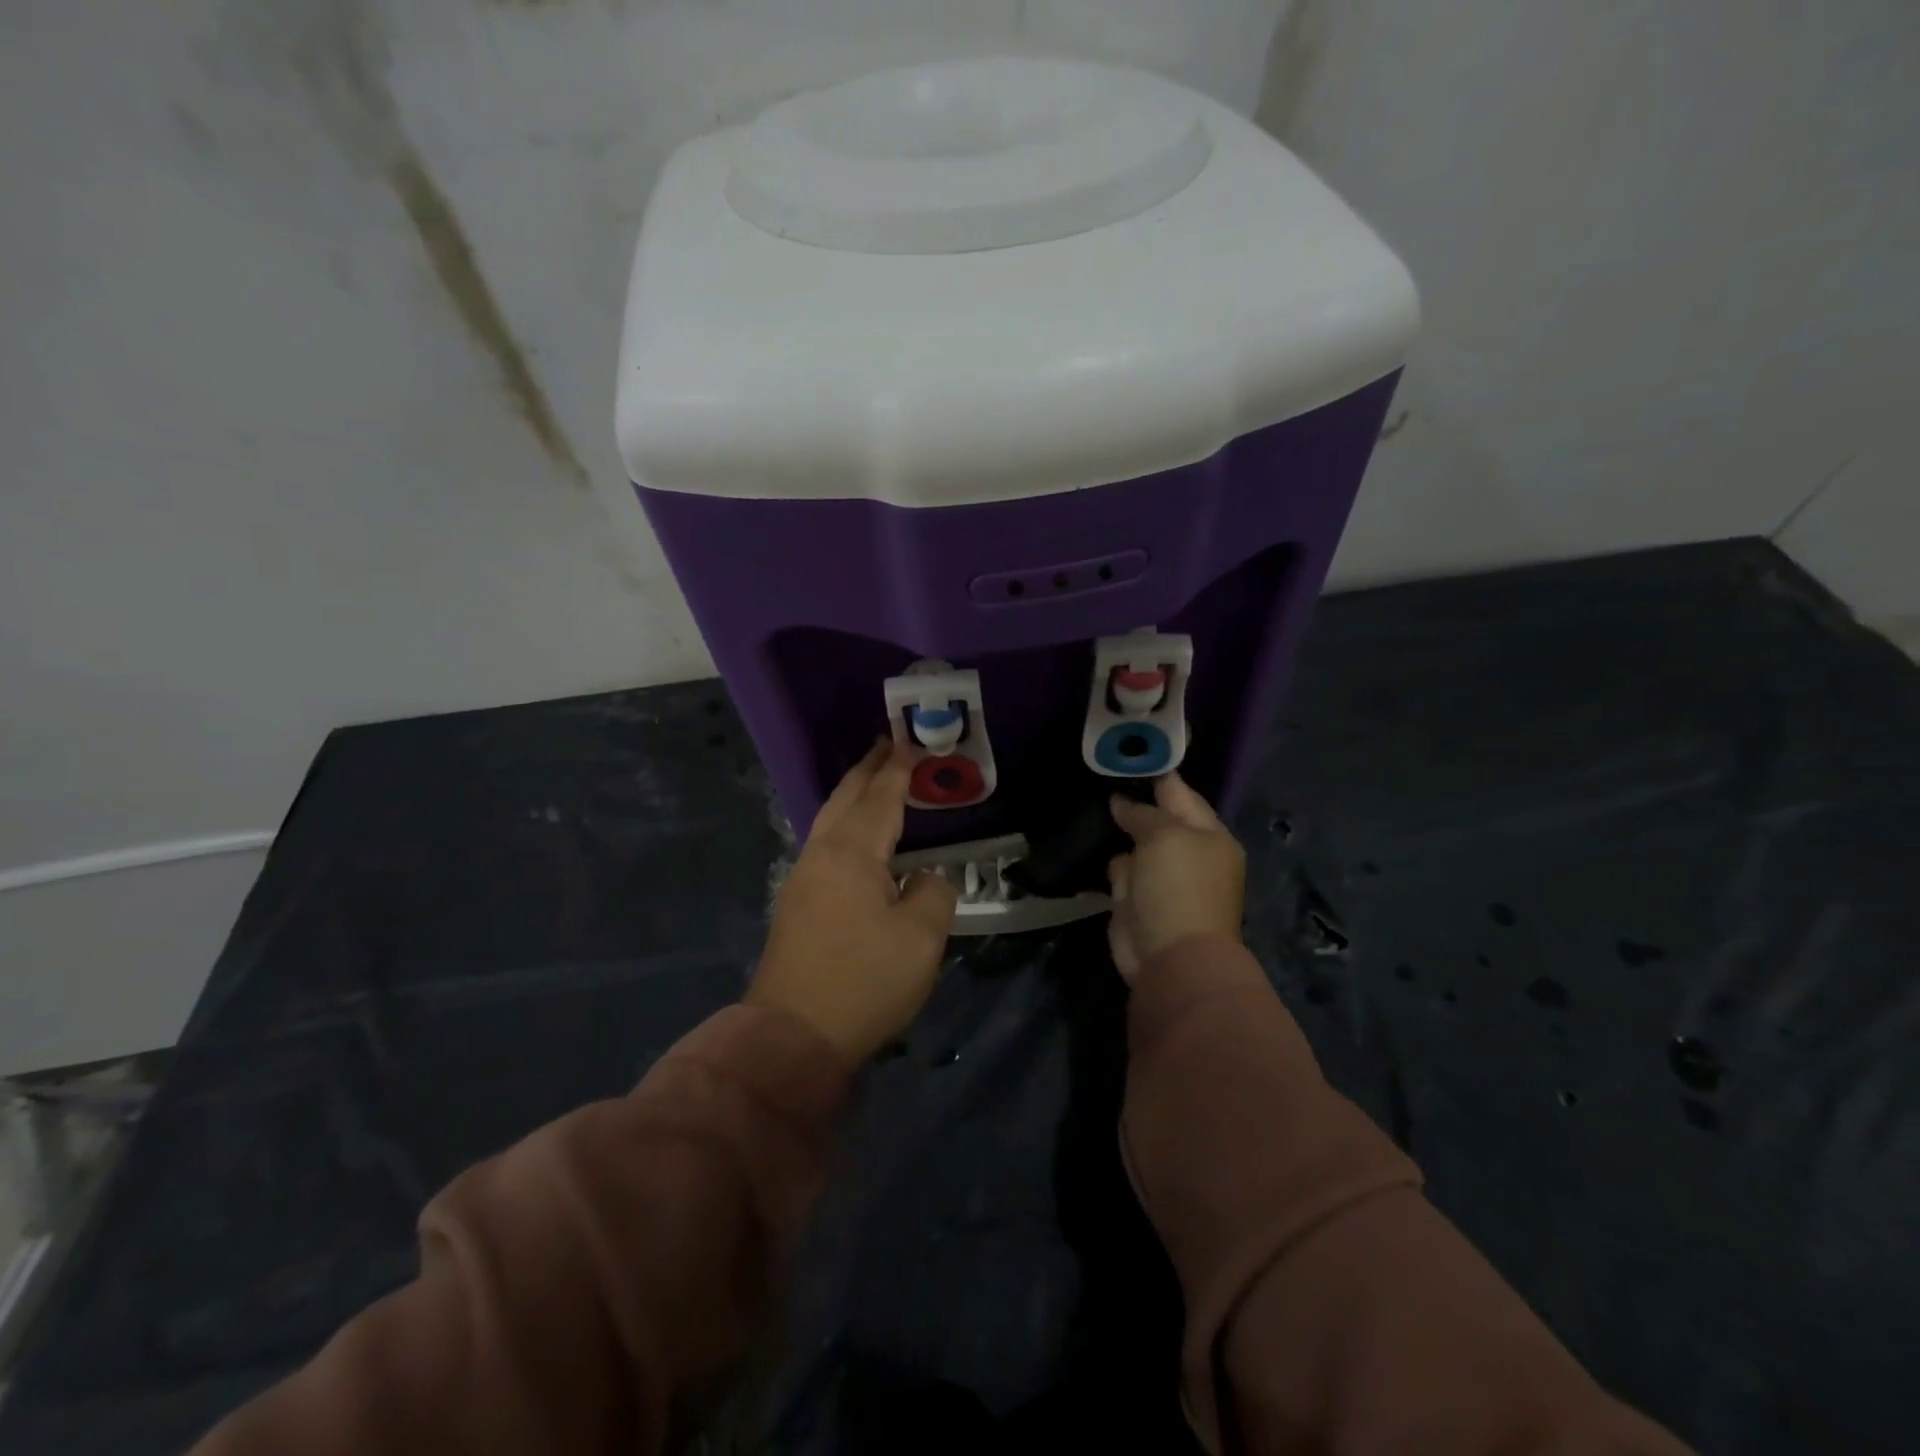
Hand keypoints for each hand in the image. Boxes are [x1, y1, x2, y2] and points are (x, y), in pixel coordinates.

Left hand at [748, 740, 958, 1063]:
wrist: (792, 1036)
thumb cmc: (863, 980)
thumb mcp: (920, 938)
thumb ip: (931, 893)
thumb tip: (921, 879)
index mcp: (852, 852)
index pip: (881, 796)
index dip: (899, 768)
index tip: (913, 741)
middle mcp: (822, 853)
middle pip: (847, 797)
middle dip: (869, 768)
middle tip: (890, 745)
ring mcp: (803, 877)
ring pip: (831, 818)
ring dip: (855, 794)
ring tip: (876, 780)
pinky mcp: (797, 902)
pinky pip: (826, 843)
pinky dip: (846, 822)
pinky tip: (858, 835)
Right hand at [1107, 773, 1245, 983]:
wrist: (1171, 959)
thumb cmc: (1178, 887)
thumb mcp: (1165, 836)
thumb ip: (1143, 813)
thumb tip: (1121, 802)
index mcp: (1208, 835)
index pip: (1179, 793)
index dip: (1152, 774)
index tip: (1121, 755)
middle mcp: (1187, 853)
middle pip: (1155, 818)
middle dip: (1129, 802)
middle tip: (1096, 777)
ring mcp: (1161, 878)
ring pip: (1134, 843)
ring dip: (1115, 831)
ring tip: (1086, 804)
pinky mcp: (1136, 899)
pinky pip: (1119, 870)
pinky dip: (1108, 862)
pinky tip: (1084, 840)